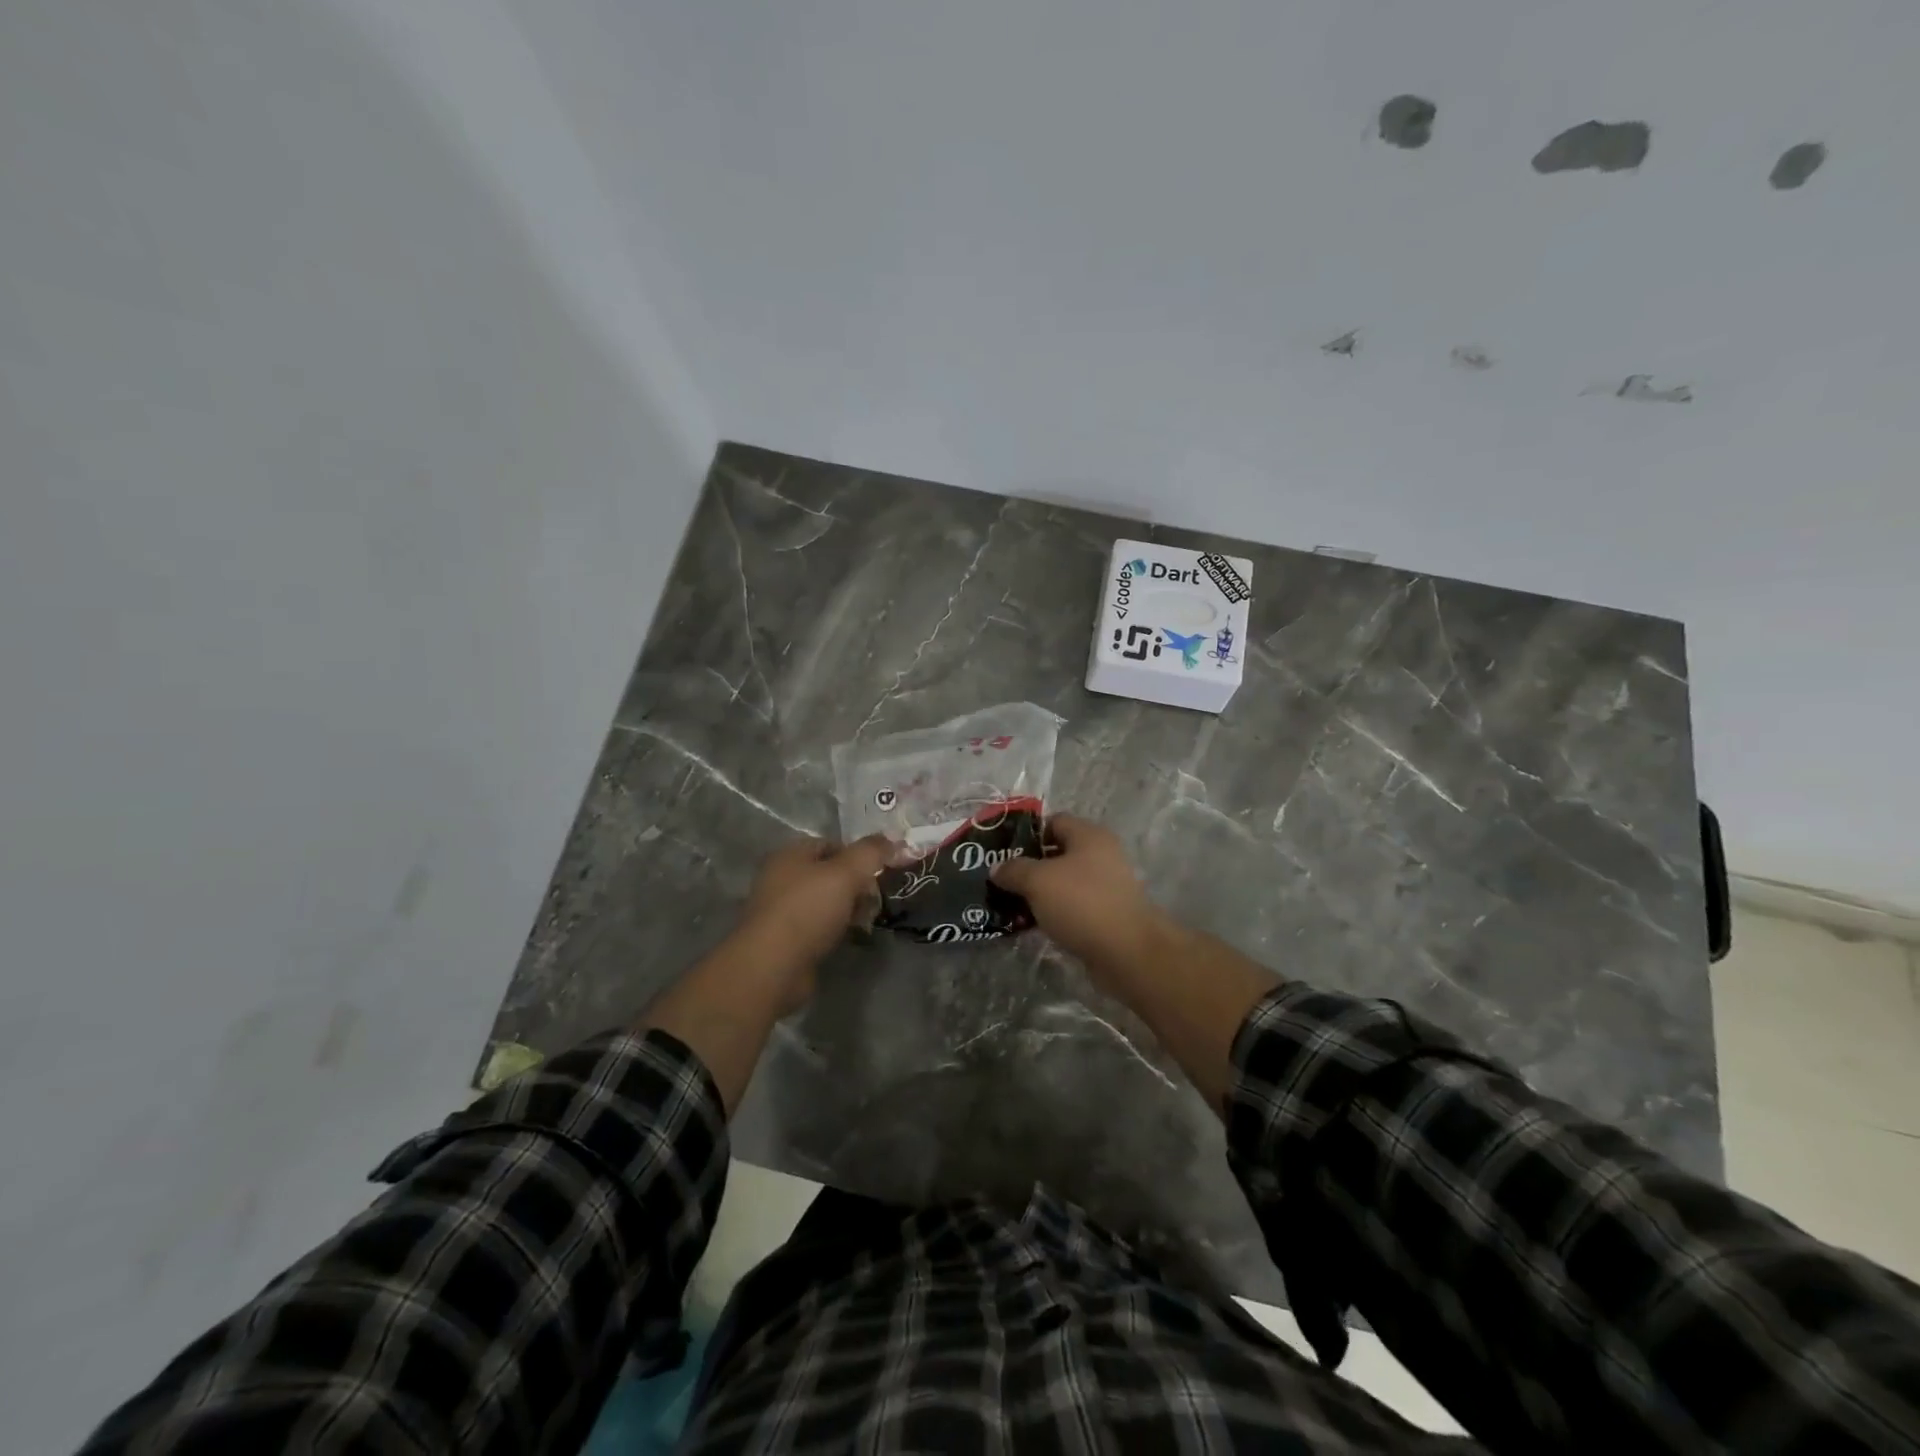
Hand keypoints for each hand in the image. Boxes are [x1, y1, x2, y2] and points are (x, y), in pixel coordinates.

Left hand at [734, 835, 894, 1010]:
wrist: (772, 967)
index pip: (831, 844)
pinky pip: (819, 926)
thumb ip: (871, 852)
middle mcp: (781, 878)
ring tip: (867, 920)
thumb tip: (892, 840)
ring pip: (826, 902)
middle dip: (857, 885)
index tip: (880, 871)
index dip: (858, 855)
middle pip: (830, 874)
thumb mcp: (846, 873)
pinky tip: (851, 938)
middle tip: (875, 899)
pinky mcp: (786, 940)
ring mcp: (782, 910)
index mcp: (790, 855)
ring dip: (849, 909)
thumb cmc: (808, 910)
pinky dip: (836, 930)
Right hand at [990, 815, 1168, 981]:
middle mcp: (1101, 855)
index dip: (1027, 833)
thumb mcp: (1038, 881)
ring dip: (1039, 892)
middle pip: (1057, 853)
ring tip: (1010, 904)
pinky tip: (1032, 924)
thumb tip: (996, 868)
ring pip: (1063, 882)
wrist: (1126, 952)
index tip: (1003, 851)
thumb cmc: (1081, 903)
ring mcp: (1106, 886)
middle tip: (1001, 879)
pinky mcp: (1106, 914)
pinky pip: (1072, 906)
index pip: (1053, 821)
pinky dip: (1053, 912)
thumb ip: (1014, 870)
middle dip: (1029, 866)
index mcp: (1089, 835)